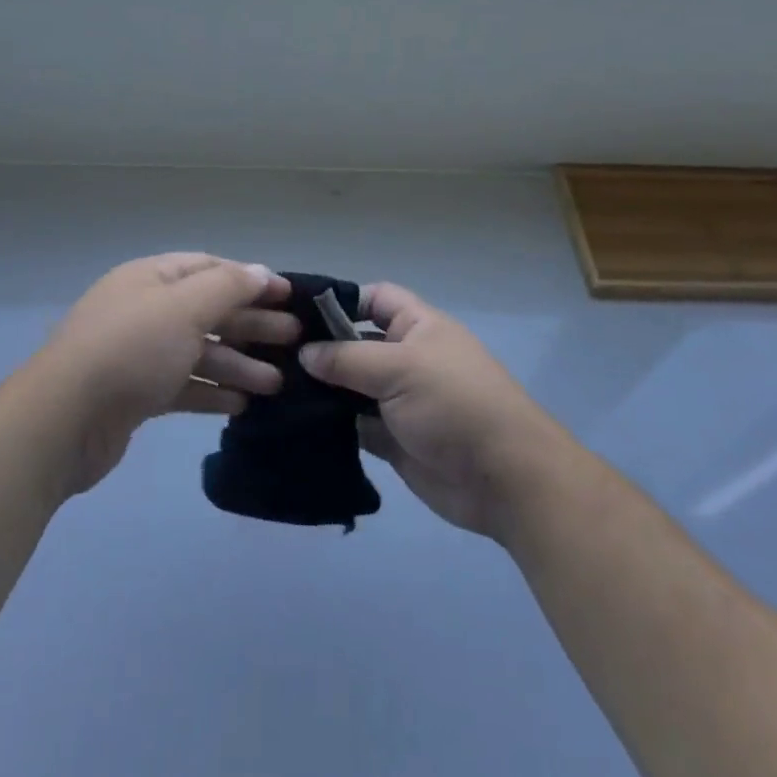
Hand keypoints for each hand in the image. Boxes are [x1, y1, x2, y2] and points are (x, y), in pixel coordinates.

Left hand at [33, 253, 293, 494]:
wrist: (64, 421)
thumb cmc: (131, 349)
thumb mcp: (184, 307)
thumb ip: (228, 286)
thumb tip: (262, 271)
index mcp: (151, 278)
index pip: (209, 268)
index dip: (251, 279)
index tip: (289, 295)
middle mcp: (145, 310)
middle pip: (208, 310)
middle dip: (252, 324)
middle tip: (295, 341)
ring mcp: (140, 354)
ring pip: (200, 351)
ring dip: (239, 364)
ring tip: (278, 383)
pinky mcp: (137, 394)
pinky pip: (184, 385)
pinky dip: (213, 391)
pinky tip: (243, 405)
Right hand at [300, 283, 569, 540]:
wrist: (503, 479)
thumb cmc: (455, 404)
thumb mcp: (401, 368)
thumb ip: (348, 358)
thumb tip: (304, 353)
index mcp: (418, 327)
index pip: (374, 298)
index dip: (340, 300)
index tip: (295, 313)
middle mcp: (407, 358)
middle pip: (357, 342)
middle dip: (321, 348)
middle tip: (272, 353)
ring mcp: (399, 400)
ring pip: (351, 386)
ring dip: (321, 389)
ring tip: (275, 388)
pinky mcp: (393, 439)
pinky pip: (354, 425)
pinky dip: (330, 425)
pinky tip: (294, 423)